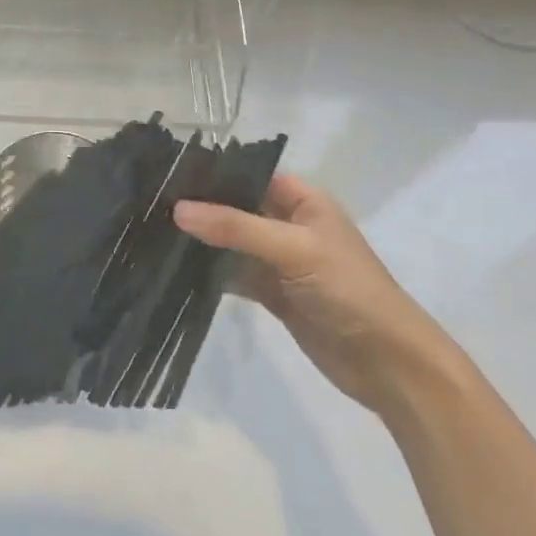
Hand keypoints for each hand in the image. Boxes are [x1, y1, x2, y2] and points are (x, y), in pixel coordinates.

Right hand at [173, 174, 457, 416]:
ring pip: (231, 242)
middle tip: (149, 202)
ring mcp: (279, 261)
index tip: (166, 172)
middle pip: (237, 207)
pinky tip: (173, 268)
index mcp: (303, 201)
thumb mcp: (293, 249)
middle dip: (200, 207)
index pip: (251, 174)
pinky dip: (209, 272)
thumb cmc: (347, 289)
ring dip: (200, 241)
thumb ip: (235, 227)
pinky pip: (233, 274)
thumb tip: (178, 209)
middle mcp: (289, 224)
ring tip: (151, 230)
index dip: (214, 172)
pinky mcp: (272, 293)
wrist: (387, 363)